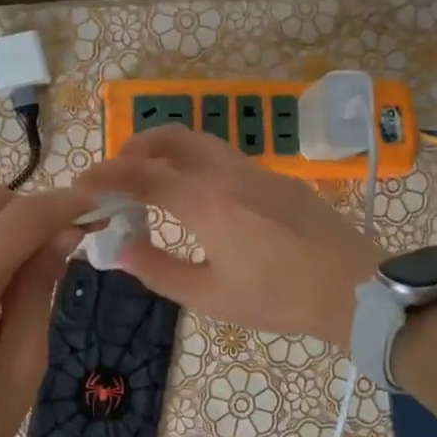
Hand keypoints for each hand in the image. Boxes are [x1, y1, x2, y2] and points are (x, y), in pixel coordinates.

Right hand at [77, 127, 382, 347]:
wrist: (354, 287)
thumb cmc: (278, 298)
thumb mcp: (210, 297)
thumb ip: (158, 270)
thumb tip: (119, 250)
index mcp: (205, 201)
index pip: (141, 174)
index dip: (105, 175)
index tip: (81, 185)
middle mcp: (226, 173)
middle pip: (170, 137)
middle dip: (134, 148)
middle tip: (116, 177)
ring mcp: (254, 170)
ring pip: (199, 140)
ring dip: (165, 151)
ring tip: (151, 182)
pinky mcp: (274, 177)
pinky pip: (222, 155)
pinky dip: (193, 162)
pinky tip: (196, 196)